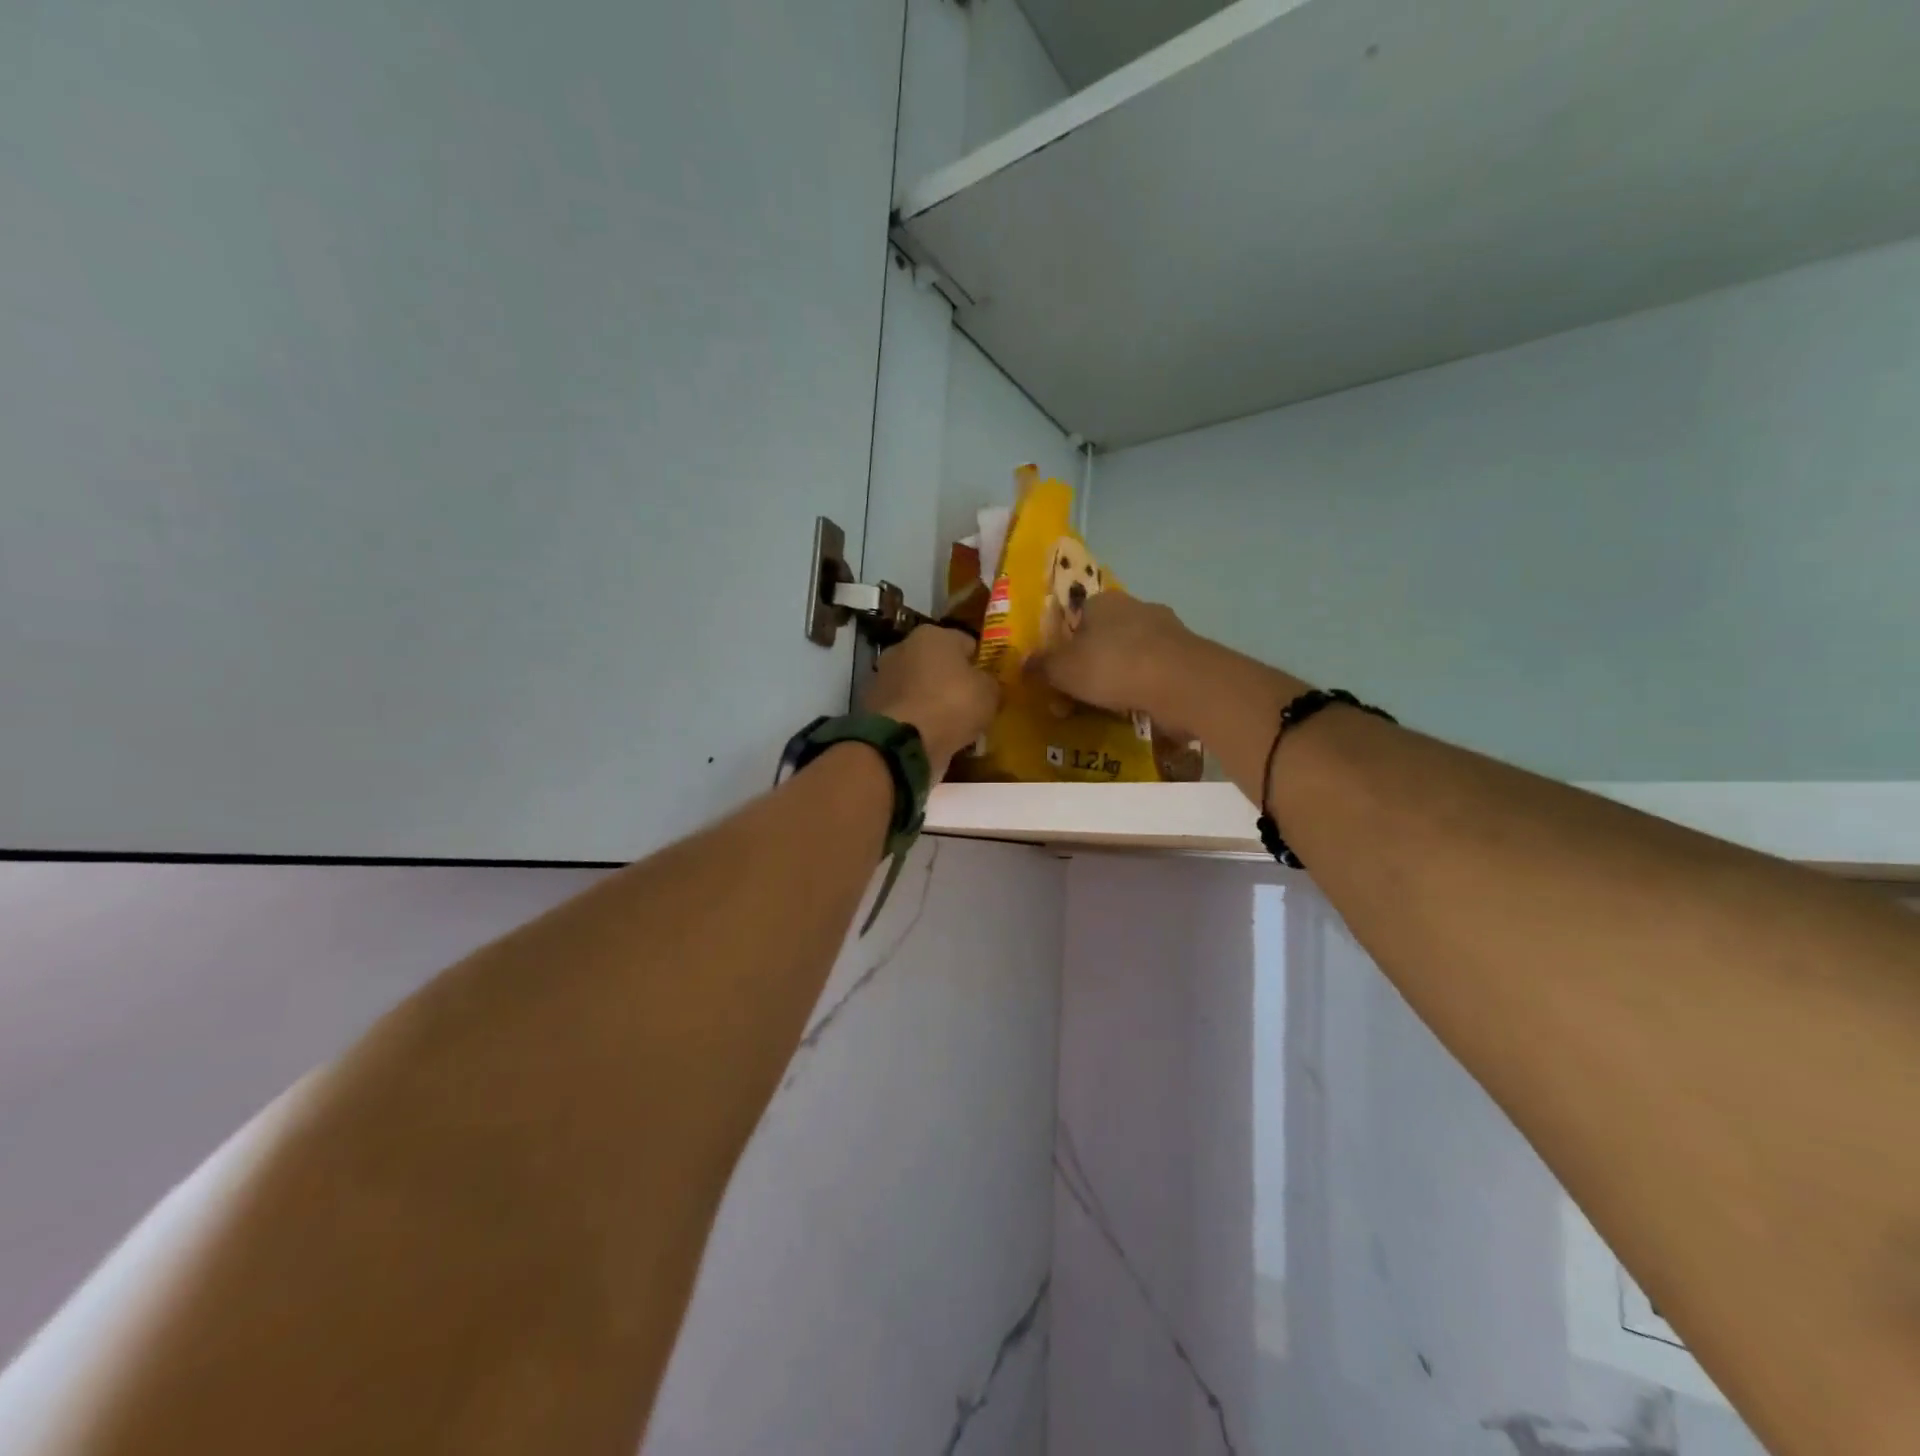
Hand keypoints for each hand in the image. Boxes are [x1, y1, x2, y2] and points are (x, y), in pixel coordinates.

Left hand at [864, 626, 999, 773]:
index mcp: (932, 634)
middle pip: (936, 662)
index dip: (979, 663)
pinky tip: (927, 735)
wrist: (904, 743)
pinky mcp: (870, 705)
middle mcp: (902, 647)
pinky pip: (903, 708)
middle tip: (968, 704)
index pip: (965, 642)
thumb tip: (985, 683)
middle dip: (950, 679)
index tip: (988, 683)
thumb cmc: (952, 705)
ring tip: (948, 724)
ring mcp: (882, 676)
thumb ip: (990, 682)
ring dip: (929, 699)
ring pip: (917, 685)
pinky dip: (913, 718)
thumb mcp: (989, 693)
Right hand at [1038, 592, 1192, 718]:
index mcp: (1103, 602)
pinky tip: (1135, 711)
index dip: (1064, 648)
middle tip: (1076, 701)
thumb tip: (1023, 663)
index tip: (1059, 677)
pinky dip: (1142, 690)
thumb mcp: (1063, 669)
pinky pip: (1154, 674)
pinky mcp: (1187, 657)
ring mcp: (1166, 632)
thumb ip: (1042, 666)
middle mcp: (1136, 608)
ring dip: (1116, 682)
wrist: (1181, 683)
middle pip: (1103, 639)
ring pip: (1130, 657)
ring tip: (1106, 711)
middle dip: (1089, 669)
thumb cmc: (1112, 666)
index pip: (1076, 618)